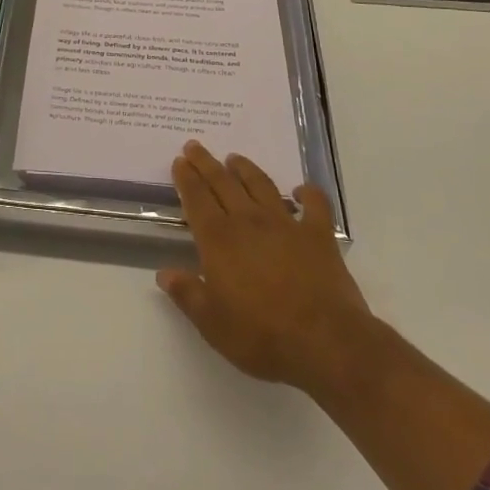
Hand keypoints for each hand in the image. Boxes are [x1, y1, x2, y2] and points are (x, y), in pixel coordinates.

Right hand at [157, 141, 371, 394]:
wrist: (325, 343)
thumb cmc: (262, 336)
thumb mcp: (212, 323)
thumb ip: (187, 294)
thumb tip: (164, 273)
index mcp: (219, 240)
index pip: (196, 199)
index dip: (186, 178)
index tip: (180, 161)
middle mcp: (249, 222)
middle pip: (223, 183)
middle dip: (206, 163)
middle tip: (195, 146)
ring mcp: (286, 225)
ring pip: (261, 185)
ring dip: (245, 169)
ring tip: (235, 158)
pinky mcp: (319, 236)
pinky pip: (315, 205)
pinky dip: (308, 193)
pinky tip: (301, 190)